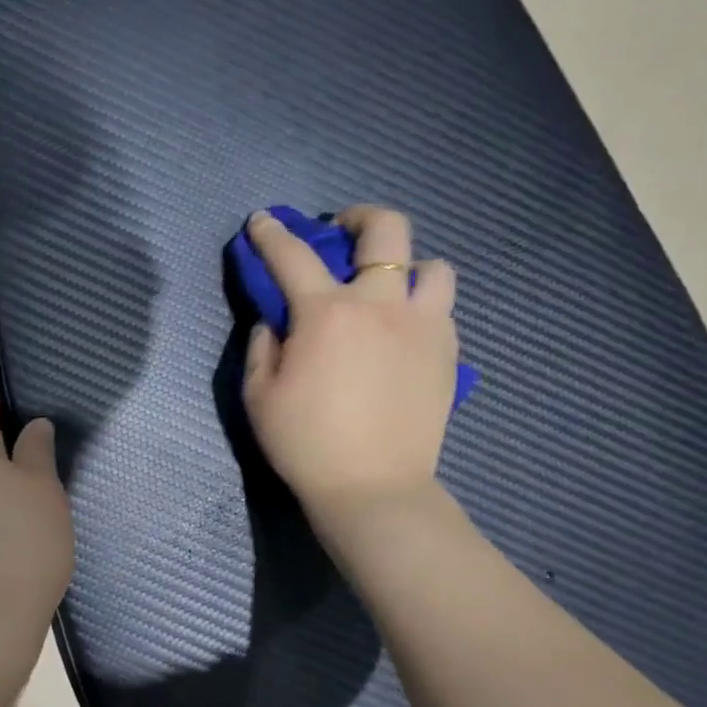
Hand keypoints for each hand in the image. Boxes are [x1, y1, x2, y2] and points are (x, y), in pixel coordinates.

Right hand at [243, 205, 458, 527]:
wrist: (373, 488)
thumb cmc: (305, 443)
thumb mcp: (259, 395)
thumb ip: (262, 345)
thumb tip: (276, 320)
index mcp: (326, 313)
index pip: (292, 254)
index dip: (271, 232)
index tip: (262, 221)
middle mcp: (381, 305)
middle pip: (386, 229)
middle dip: (359, 217)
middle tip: (341, 233)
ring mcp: (423, 326)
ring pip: (432, 265)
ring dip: (405, 265)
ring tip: (385, 288)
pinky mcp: (447, 352)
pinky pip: (442, 308)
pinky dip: (421, 305)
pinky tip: (401, 331)